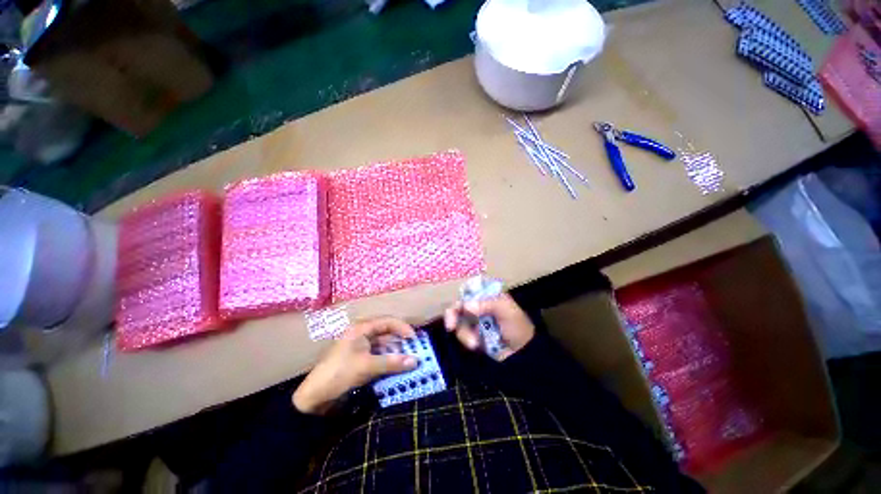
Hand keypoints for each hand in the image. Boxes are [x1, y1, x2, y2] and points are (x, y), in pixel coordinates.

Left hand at [293, 317, 417, 414]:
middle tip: (415, 350)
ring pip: (384, 346)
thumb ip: (392, 362)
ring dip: (396, 352)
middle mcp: (362, 334)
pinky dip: (388, 361)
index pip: (388, 321)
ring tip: (409, 360)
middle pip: (387, 333)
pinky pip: (379, 356)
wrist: (314, 397)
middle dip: (401, 341)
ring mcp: (361, 348)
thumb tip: (416, 361)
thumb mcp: (367, 366)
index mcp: (361, 329)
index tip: (414, 339)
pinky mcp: (360, 360)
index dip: (402, 328)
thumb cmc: (339, 373)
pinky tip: (397, 368)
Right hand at [443, 292, 534, 360]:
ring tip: (474, 343)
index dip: (462, 294)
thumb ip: (486, 304)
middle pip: (460, 304)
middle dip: (453, 314)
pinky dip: (466, 339)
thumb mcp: (506, 311)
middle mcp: (480, 305)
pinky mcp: (473, 334)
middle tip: (450, 325)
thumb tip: (465, 305)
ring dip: (463, 332)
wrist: (523, 354)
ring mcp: (476, 321)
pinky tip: (476, 346)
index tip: (459, 303)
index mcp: (489, 295)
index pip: (471, 289)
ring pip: (458, 320)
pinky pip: (462, 334)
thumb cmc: (518, 327)